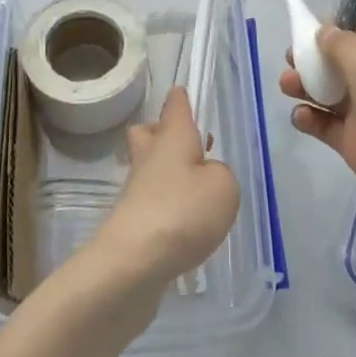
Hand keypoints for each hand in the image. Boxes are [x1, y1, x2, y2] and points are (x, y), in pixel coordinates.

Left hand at [92, 87, 240, 288]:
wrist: (133, 262)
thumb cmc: (183, 211)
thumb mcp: (223, 187)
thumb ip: (220, 174)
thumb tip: (205, 175)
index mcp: (172, 137)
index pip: (175, 107)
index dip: (181, 100)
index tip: (181, 94)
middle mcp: (150, 157)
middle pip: (148, 134)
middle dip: (162, 134)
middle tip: (188, 147)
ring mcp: (136, 190)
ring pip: (148, 168)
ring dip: (167, 174)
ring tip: (197, 192)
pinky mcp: (132, 222)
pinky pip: (150, 202)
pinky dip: (165, 206)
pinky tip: (185, 225)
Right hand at [282, 20, 355, 254]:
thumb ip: (343, 48)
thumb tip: (325, 30)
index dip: (333, 29)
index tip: (304, 33)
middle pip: (339, 60)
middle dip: (312, 58)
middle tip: (291, 61)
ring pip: (328, 92)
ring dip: (305, 86)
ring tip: (287, 88)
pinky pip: (326, 124)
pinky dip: (310, 119)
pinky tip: (300, 118)